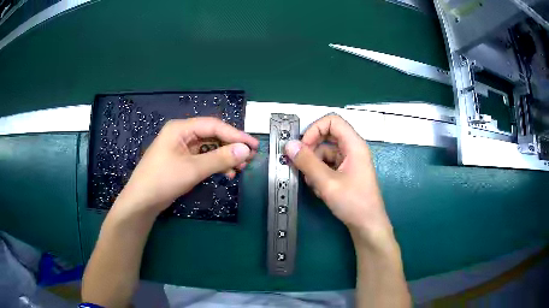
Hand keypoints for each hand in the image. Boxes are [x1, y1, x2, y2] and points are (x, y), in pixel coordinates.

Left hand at [114, 117, 258, 215]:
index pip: (214, 126)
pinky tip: (226, 173)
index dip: (235, 135)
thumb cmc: (163, 180)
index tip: (253, 145)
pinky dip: (215, 164)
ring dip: (224, 157)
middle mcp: (182, 134)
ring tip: (240, 168)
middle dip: (231, 147)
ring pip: (209, 148)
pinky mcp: (182, 161)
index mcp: (181, 128)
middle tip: (249, 158)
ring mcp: (181, 148)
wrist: (142, 201)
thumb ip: (220, 158)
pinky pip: (203, 158)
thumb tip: (245, 150)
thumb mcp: (193, 169)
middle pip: (212, 136)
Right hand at [285, 114, 392, 243]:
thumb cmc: (353, 203)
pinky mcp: (345, 173)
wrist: (367, 225)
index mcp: (354, 145)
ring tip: (314, 185)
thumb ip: (307, 162)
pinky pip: (328, 165)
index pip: (332, 121)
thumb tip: (289, 145)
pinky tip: (320, 190)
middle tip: (301, 165)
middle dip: (311, 150)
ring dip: (314, 166)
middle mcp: (352, 149)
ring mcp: (349, 161)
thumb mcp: (327, 183)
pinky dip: (320, 174)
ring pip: (324, 153)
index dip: (315, 129)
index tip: (303, 146)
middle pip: (326, 137)